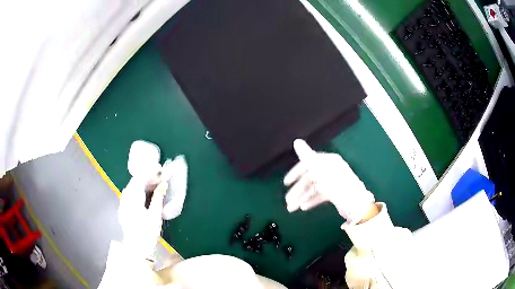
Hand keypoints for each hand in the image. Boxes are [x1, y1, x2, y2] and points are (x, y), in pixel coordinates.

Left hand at [118, 176, 167, 258]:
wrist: (136, 249)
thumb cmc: (147, 233)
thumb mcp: (155, 215)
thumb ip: (158, 197)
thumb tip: (163, 183)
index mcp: (133, 198)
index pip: (140, 178)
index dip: (150, 172)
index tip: (161, 169)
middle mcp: (125, 197)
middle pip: (135, 181)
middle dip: (148, 177)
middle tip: (161, 178)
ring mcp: (123, 203)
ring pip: (132, 187)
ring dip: (144, 183)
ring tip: (156, 184)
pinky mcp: (124, 208)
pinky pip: (131, 193)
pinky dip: (139, 190)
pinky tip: (146, 194)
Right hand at [284, 139, 374, 224]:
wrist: (355, 204)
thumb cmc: (337, 185)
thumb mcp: (321, 169)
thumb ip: (307, 156)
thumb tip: (296, 141)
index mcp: (328, 161)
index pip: (307, 164)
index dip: (295, 173)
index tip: (286, 183)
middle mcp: (330, 170)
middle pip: (310, 179)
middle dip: (298, 190)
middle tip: (288, 201)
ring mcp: (333, 182)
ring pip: (314, 188)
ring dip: (302, 197)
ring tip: (293, 208)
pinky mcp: (335, 193)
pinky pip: (320, 195)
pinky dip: (312, 200)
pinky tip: (304, 207)